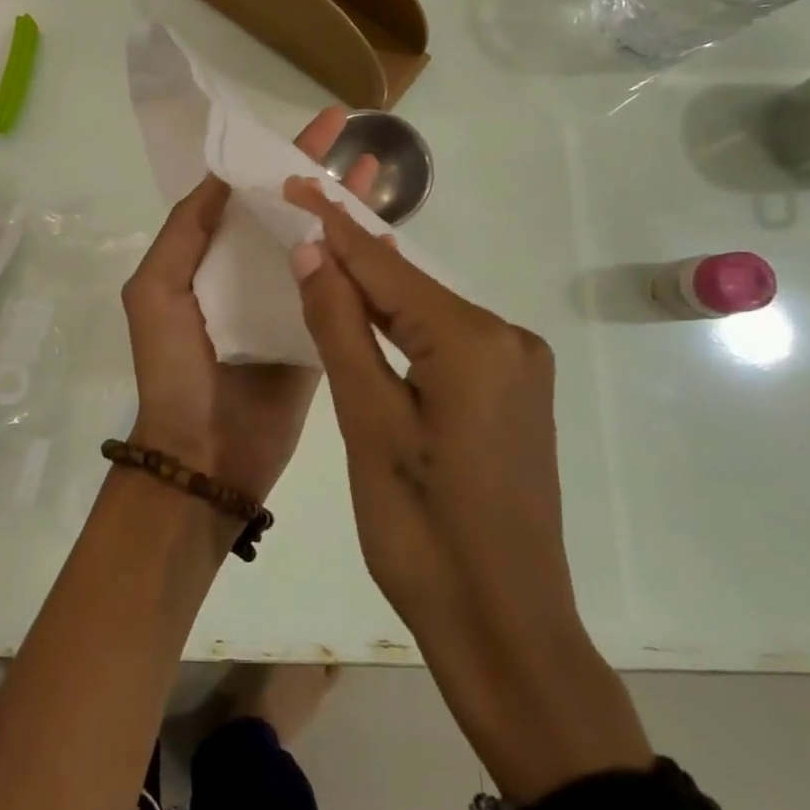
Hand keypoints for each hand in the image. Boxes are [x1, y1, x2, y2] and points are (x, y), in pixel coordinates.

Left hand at [119, 108, 376, 503]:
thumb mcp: (154, 291)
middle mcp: (246, 272)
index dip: (274, 156)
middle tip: (356, 135)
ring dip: (345, 208)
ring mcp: (285, 303)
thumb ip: (185, 232)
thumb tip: (224, 175)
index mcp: (207, 257)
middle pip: (287, 210)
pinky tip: (388, 233)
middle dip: (318, 172)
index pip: (244, 192)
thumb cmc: (173, 370)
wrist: (204, 457)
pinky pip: (341, 291)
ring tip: (379, 173)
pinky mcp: (316, 336)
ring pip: (319, 243)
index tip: (313, 125)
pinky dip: (362, 263)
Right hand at [280, 177, 576, 648]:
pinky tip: (365, 314)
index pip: (386, 267)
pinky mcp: (511, 394)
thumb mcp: (368, 423)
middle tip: (296, 213)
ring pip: (426, 312)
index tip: (293, 182)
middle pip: (410, 285)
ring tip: (316, 253)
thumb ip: (341, 328)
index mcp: (474, 342)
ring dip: (372, 290)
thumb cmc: (422, 532)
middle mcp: (507, 339)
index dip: (333, 225)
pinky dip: (400, 326)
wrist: (504, 627)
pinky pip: (444, 341)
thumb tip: (312, 251)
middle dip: (350, 253)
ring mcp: (516, 367)